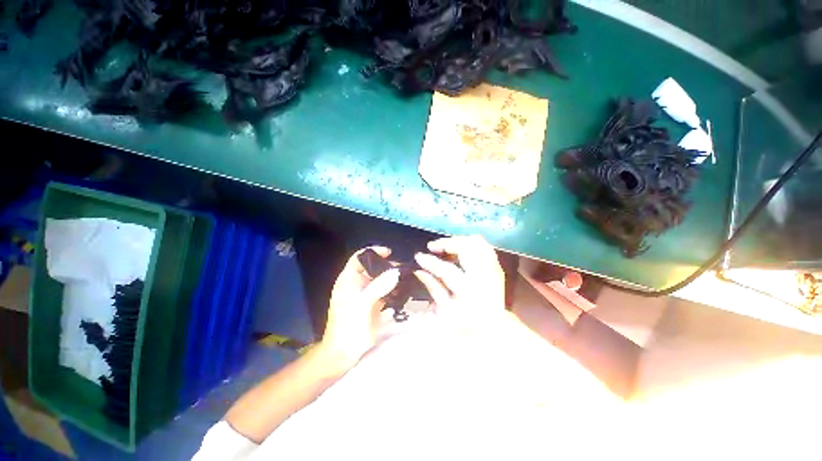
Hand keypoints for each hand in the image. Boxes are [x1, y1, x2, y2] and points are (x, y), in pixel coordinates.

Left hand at [320, 247, 399, 371]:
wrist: (344, 353)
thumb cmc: (347, 326)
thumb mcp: (361, 304)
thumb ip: (378, 287)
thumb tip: (395, 272)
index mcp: (349, 280)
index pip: (359, 258)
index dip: (373, 252)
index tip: (389, 253)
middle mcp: (358, 284)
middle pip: (374, 269)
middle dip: (388, 267)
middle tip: (404, 269)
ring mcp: (367, 295)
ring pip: (382, 281)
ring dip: (393, 279)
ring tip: (408, 279)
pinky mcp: (374, 305)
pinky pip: (386, 293)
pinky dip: (395, 291)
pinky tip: (405, 293)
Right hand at [414, 235, 505, 321]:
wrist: (494, 332)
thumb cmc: (466, 326)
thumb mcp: (445, 310)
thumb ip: (433, 287)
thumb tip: (419, 270)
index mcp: (471, 293)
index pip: (448, 271)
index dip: (431, 262)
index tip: (418, 256)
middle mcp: (486, 278)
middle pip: (467, 248)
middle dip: (447, 243)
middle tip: (432, 246)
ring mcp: (495, 271)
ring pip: (477, 243)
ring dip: (458, 241)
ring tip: (444, 246)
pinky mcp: (497, 267)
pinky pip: (483, 247)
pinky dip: (469, 244)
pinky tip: (458, 249)